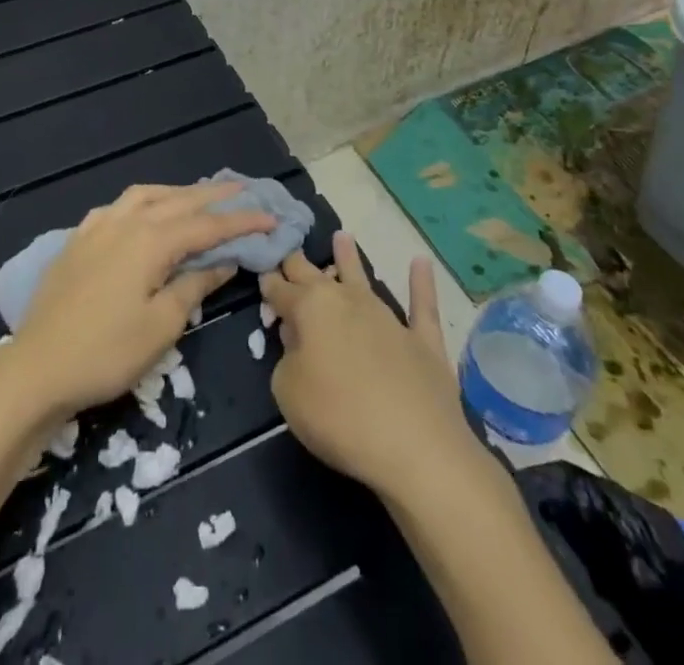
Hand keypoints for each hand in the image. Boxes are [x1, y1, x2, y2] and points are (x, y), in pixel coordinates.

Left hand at [7, 181, 273, 416]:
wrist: (37, 367)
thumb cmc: (107, 352)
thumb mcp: (161, 326)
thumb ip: (193, 286)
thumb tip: (223, 262)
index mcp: (150, 241)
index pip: (206, 226)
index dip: (241, 221)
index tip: (271, 217)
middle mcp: (126, 222)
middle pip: (178, 201)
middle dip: (214, 196)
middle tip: (244, 189)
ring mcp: (98, 227)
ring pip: (146, 195)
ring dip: (177, 193)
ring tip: (198, 196)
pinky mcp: (78, 239)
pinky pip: (117, 206)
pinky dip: (141, 202)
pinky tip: (142, 212)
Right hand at [259, 232, 471, 498]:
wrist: (414, 446)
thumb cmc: (338, 417)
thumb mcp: (288, 391)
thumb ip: (286, 358)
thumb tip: (299, 341)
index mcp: (310, 308)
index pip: (281, 289)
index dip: (269, 283)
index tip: (261, 272)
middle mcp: (347, 300)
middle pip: (316, 276)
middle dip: (299, 264)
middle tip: (289, 250)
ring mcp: (387, 317)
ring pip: (363, 279)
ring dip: (350, 258)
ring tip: (342, 236)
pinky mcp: (422, 340)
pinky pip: (422, 305)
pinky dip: (422, 283)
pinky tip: (421, 263)